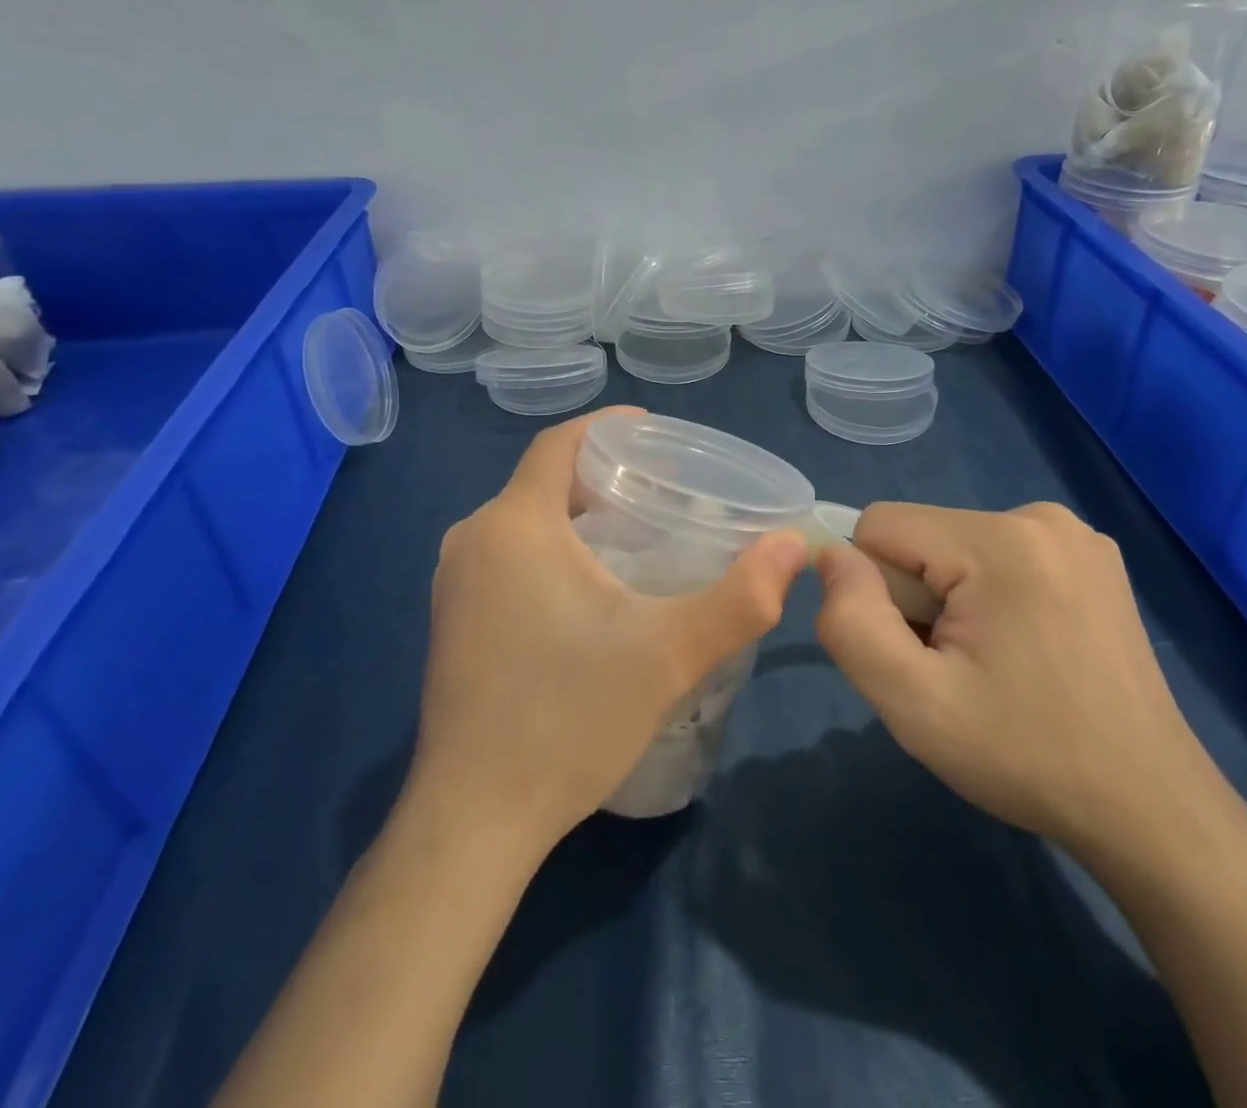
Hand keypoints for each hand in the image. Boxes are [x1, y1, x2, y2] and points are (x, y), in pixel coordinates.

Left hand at [413, 407, 808, 855]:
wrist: (474, 820)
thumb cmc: (568, 720)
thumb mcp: (669, 655)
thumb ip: (740, 598)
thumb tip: (795, 546)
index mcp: (514, 525)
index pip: (559, 443)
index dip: (608, 426)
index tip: (657, 433)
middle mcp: (473, 539)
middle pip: (544, 480)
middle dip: (602, 473)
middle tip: (664, 489)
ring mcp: (454, 582)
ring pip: (525, 519)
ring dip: (577, 513)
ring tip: (638, 531)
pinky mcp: (452, 619)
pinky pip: (506, 554)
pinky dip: (551, 547)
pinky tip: (592, 586)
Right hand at [814, 501, 1207, 855]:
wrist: (1149, 809)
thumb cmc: (1025, 757)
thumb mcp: (913, 703)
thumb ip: (851, 621)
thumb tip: (831, 556)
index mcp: (1000, 540)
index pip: (879, 525)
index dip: (874, 590)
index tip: (915, 650)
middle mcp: (1041, 516)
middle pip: (920, 538)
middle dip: (915, 600)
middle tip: (955, 671)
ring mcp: (1075, 534)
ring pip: (954, 549)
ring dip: (948, 602)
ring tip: (991, 667)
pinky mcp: (1090, 557)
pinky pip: (996, 557)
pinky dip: (986, 599)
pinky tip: (1023, 653)